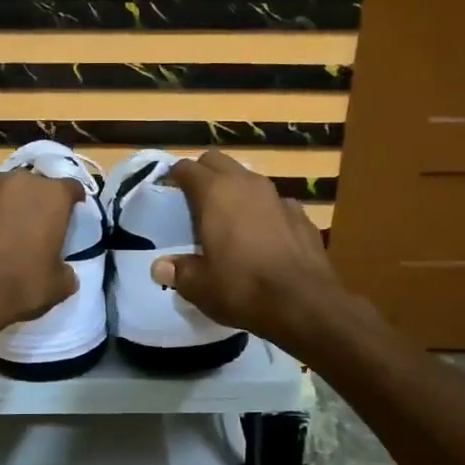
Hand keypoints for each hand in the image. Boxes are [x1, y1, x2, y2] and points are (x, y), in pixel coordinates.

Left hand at [0, 169, 81, 344]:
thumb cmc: (19, 286)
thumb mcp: (57, 287)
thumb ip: (66, 272)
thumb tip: (64, 272)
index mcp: (52, 196)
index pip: (72, 187)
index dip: (73, 202)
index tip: (71, 216)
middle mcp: (18, 182)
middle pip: (34, 184)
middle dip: (36, 201)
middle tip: (35, 227)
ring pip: (0, 188)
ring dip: (3, 203)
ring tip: (1, 228)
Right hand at [151, 150, 346, 346]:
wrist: (304, 303)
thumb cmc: (242, 288)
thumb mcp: (199, 286)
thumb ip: (179, 271)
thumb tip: (160, 267)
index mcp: (215, 193)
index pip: (187, 168)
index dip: (174, 177)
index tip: (167, 192)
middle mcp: (246, 184)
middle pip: (217, 161)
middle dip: (203, 174)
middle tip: (194, 201)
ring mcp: (278, 196)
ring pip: (248, 179)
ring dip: (234, 191)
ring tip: (227, 219)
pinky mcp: (301, 214)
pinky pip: (273, 203)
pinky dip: (262, 211)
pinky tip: (262, 237)